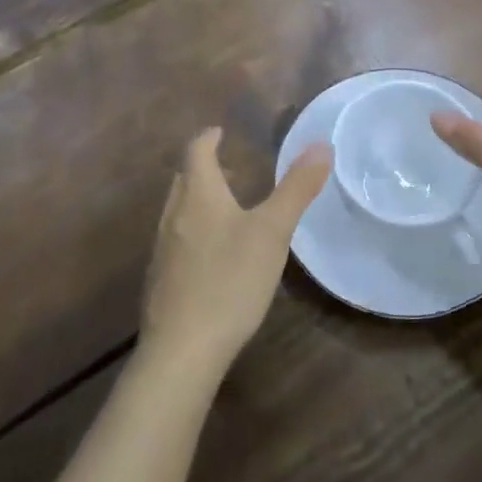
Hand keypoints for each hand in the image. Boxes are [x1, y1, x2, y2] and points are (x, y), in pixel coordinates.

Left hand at [140, 128, 331, 379]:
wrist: (181, 350)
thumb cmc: (229, 280)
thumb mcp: (273, 232)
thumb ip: (296, 188)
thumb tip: (321, 145)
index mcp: (198, 196)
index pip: (196, 151)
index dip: (208, 138)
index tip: (220, 131)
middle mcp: (173, 215)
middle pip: (183, 179)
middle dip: (203, 167)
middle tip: (230, 167)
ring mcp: (162, 250)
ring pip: (177, 210)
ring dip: (198, 199)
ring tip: (225, 208)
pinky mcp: (160, 280)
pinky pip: (176, 240)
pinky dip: (193, 230)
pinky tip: (213, 255)